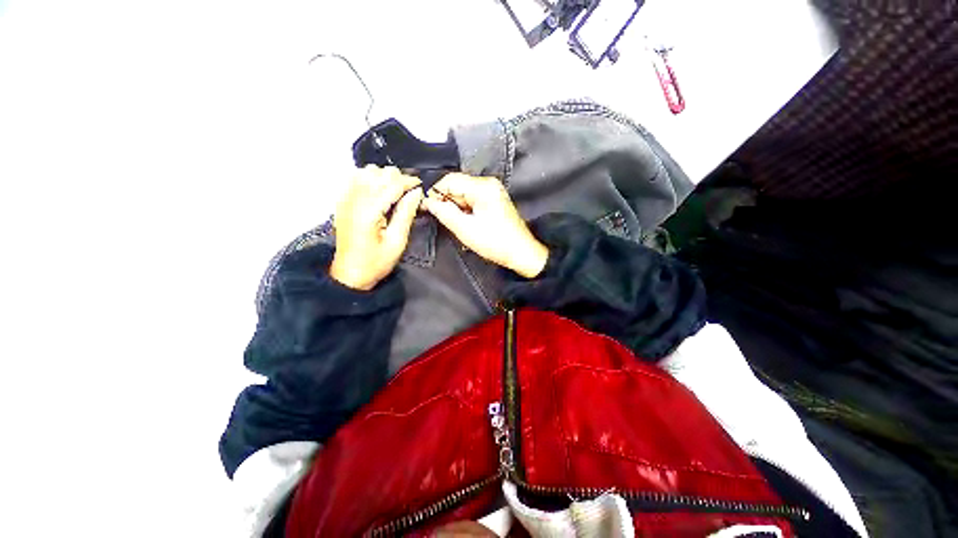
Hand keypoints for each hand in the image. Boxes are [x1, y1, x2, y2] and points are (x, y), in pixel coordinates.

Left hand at [329, 166, 423, 290]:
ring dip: (383, 177)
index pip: (392, 183)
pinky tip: (377, 191)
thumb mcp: (397, 242)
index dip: (409, 181)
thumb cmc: (375, 262)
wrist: (349, 273)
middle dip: (397, 178)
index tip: (420, 186)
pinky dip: (369, 179)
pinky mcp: (342, 202)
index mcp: (369, 211)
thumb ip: (406, 214)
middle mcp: (354, 200)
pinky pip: (354, 177)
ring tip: (394, 192)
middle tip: (409, 193)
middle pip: (379, 172)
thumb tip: (416, 193)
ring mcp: (345, 199)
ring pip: (366, 171)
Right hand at [422, 173, 547, 278]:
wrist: (521, 252)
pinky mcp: (494, 199)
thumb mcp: (465, 229)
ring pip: (464, 193)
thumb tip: (429, 202)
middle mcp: (489, 184)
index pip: (450, 180)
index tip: (426, 207)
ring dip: (456, 207)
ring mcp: (493, 191)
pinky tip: (466, 223)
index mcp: (483, 187)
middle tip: (441, 219)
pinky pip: (473, 199)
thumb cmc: (495, 242)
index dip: (435, 192)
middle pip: (457, 186)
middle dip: (447, 201)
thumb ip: (445, 213)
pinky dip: (465, 209)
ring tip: (457, 224)